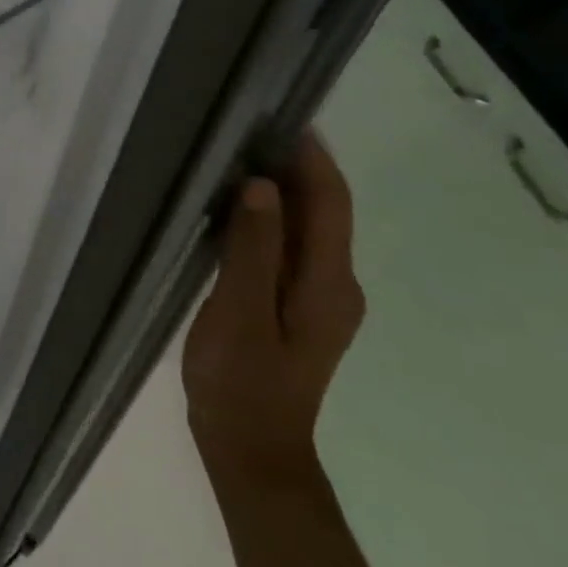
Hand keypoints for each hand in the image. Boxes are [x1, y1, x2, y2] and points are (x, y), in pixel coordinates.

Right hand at [182, 133, 363, 487]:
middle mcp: (335, 284)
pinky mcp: (296, 306)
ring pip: (305, 228)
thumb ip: (254, 247)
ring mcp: (318, 297)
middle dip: (293, 166)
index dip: (312, 157)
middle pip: (322, 210)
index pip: (331, 202)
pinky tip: (232, 210)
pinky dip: (268, 219)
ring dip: (279, 191)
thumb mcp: (240, 311)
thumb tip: (262, 184)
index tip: (281, 115)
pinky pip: (289, 247)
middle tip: (243, 128)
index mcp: (328, 282)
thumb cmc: (242, 381)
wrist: (252, 451)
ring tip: (233, 158)